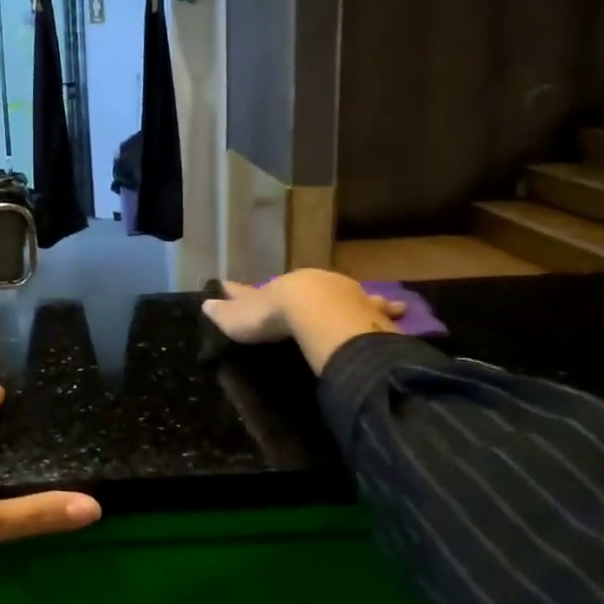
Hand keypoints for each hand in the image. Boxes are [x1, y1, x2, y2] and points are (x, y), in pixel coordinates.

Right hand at [203, 272, 402, 342]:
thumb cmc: (275, 317)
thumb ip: (225, 313)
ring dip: (343, 296)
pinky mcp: (365, 305)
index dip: (240, 291)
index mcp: (274, 290)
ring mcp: (338, 292)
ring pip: (339, 292)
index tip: (228, 284)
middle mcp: (306, 285)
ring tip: (352, 296)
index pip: (252, 290)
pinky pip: (376, 304)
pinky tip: (398, 306)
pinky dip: (386, 305)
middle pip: (297, 287)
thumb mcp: (241, 319)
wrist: (318, 312)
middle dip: (294, 291)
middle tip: (293, 292)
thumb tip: (205, 303)